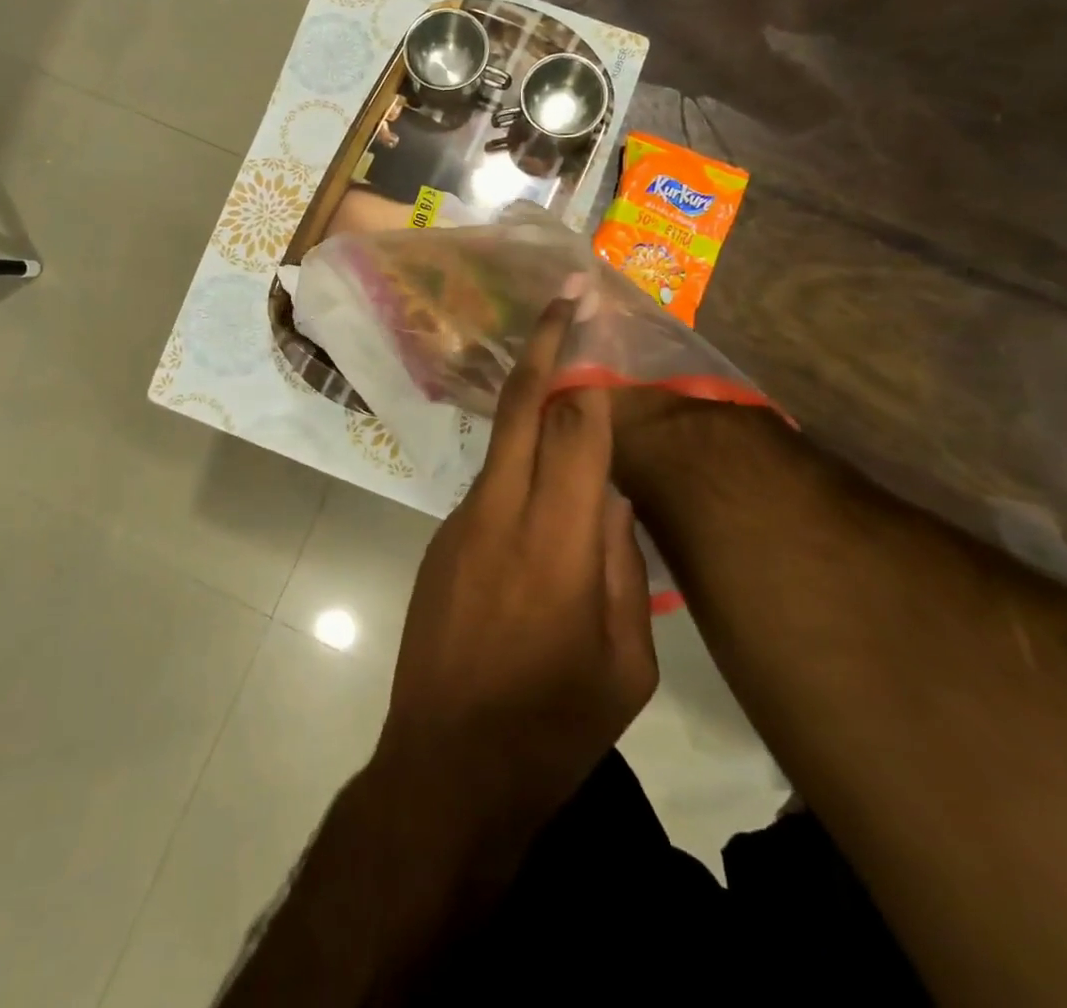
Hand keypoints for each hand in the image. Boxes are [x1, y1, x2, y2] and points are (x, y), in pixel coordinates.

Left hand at [371, 295, 659, 860]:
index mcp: (556, 545)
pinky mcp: (440, 543)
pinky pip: (492, 490)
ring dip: (536, 411)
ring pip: (505, 447)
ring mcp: (459, 525)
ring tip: (572, 393)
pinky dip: (522, 475)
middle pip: (521, 409)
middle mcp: (499, 515)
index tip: (596, 323)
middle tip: (565, 296)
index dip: (587, 372)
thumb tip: (611, 499)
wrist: (445, 771)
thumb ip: (623, 568)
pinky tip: (544, 510)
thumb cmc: (552, 730)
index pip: (574, 431)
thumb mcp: (627, 665)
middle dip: (543, 346)